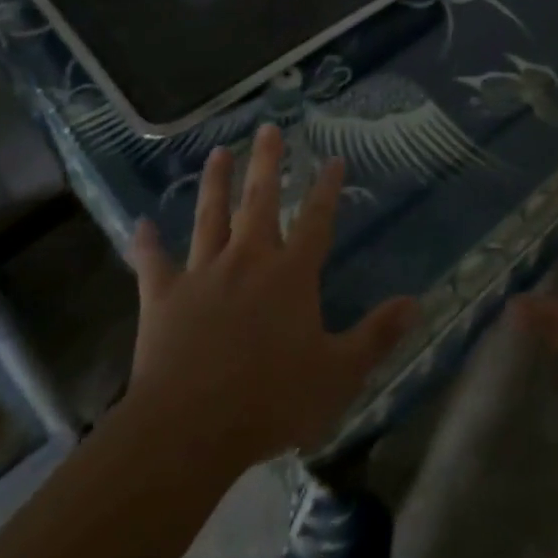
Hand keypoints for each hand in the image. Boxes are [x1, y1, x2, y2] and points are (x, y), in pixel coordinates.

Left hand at [121, 125, 418, 470]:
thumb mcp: (338, 374)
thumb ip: (377, 336)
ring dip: (215, 183)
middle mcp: (248, 260)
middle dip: (267, 162)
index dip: (326, 188)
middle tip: (268, 128)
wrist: (189, 428)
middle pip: (260, 200)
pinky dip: (146, 243)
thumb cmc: (270, 400)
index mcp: (290, 274)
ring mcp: (202, 274)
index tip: (332, 158)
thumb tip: (416, 302)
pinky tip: (141, 224)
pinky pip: (153, 263)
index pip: (315, 219)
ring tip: (219, 153)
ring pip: (210, 217)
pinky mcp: (163, 297)